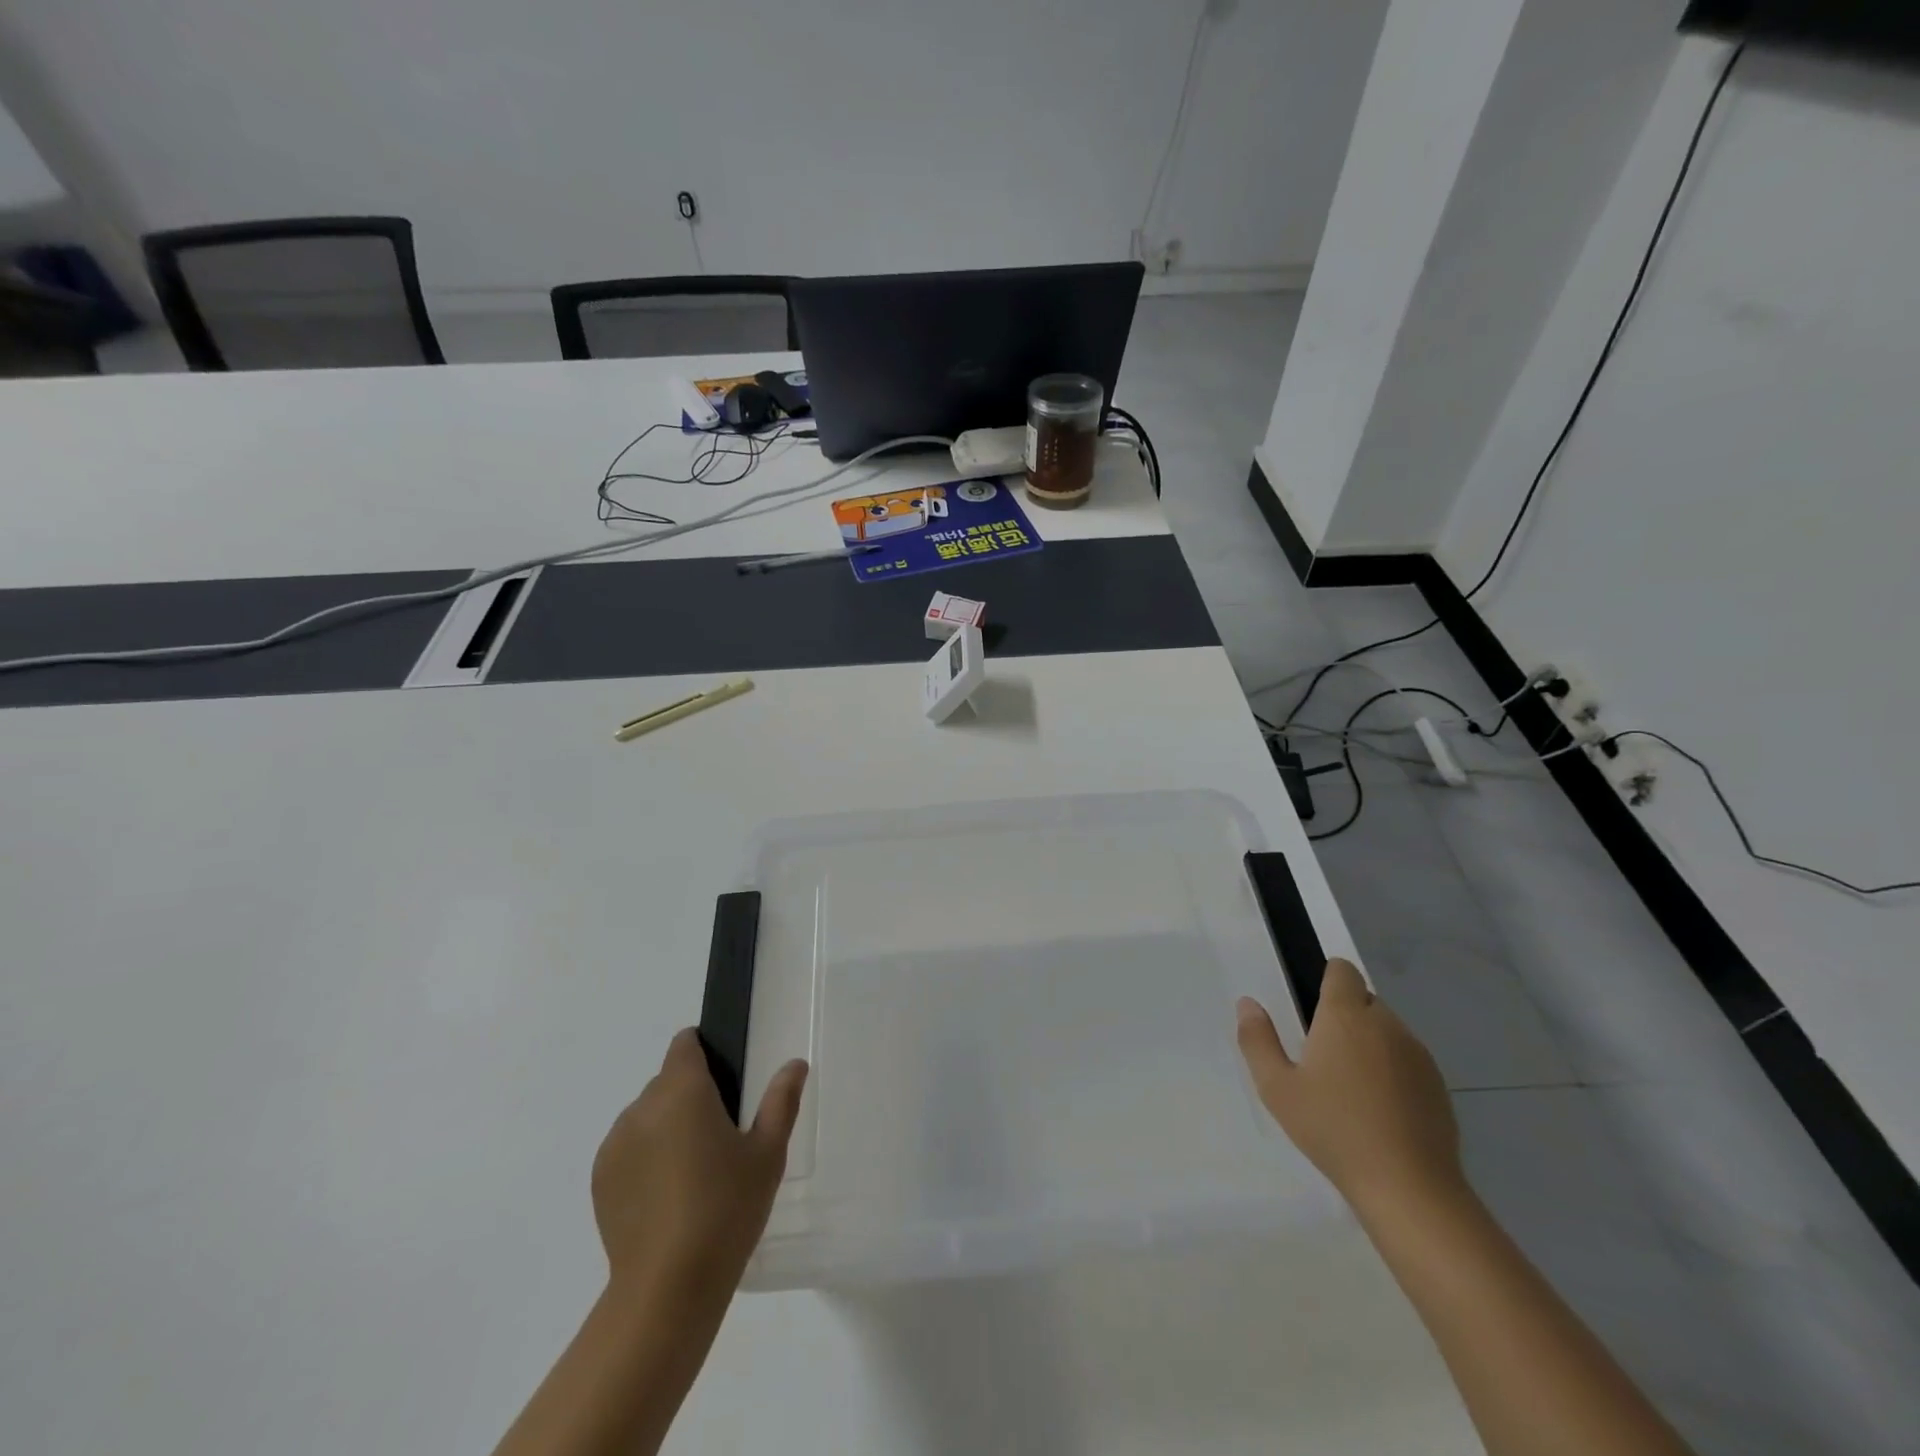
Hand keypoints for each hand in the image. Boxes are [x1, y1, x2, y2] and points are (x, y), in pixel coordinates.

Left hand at [591, 1029, 807, 1307]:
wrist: (667, 1288)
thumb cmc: (726, 1209)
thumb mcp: (767, 1153)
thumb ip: (781, 1101)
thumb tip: (794, 1064)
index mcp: (683, 1091)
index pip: (684, 1045)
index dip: (703, 1051)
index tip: (725, 1080)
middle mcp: (642, 1107)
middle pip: (667, 1082)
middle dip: (691, 1097)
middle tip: (721, 1137)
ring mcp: (615, 1145)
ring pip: (646, 1117)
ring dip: (667, 1127)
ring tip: (693, 1172)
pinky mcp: (600, 1180)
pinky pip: (628, 1149)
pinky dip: (646, 1158)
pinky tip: (667, 1196)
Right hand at [1236, 958, 1463, 1215]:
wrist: (1409, 1188)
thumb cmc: (1334, 1130)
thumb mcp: (1277, 1088)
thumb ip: (1258, 1040)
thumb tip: (1247, 1004)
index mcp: (1346, 1016)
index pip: (1342, 970)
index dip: (1326, 979)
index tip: (1311, 1008)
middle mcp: (1386, 1024)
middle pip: (1364, 1000)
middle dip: (1345, 1017)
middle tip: (1322, 1057)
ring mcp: (1418, 1055)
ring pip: (1387, 1031)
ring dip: (1369, 1044)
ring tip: (1350, 1089)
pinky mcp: (1438, 1086)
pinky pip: (1408, 1061)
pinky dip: (1392, 1072)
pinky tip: (1379, 1111)